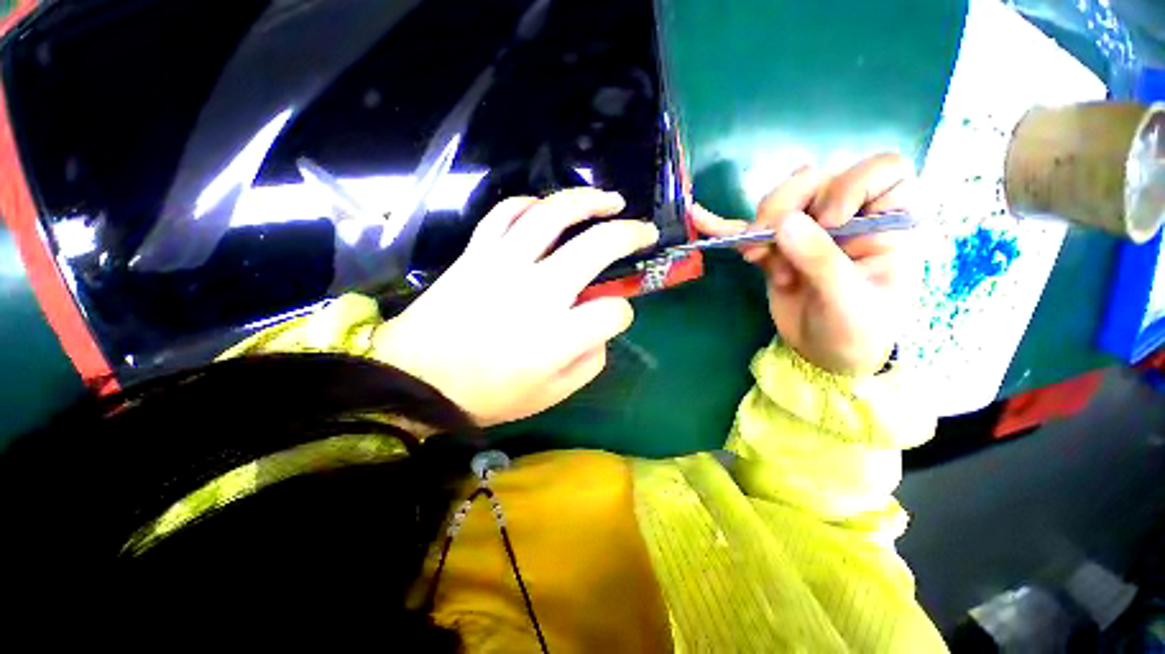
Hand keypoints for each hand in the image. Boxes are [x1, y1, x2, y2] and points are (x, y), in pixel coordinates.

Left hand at [373, 189, 658, 425]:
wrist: (416, 380)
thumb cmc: (487, 395)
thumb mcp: (550, 395)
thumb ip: (588, 362)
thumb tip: (602, 330)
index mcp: (559, 336)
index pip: (614, 312)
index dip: (622, 313)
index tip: (614, 316)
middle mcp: (539, 292)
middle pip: (598, 246)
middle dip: (630, 234)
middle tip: (644, 230)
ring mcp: (505, 264)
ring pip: (554, 214)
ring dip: (588, 201)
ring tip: (609, 199)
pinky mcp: (476, 253)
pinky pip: (506, 213)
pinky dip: (530, 203)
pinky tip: (545, 207)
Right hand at [693, 153, 917, 375]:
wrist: (827, 356)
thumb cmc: (857, 331)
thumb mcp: (847, 300)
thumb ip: (819, 259)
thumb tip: (783, 222)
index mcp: (886, 221)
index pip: (882, 170)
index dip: (851, 185)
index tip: (830, 222)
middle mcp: (848, 217)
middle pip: (814, 183)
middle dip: (784, 209)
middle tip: (768, 245)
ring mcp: (808, 232)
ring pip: (778, 204)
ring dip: (760, 230)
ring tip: (759, 262)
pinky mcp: (777, 249)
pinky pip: (751, 231)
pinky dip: (724, 226)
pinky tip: (700, 217)